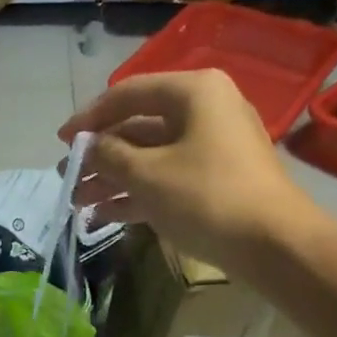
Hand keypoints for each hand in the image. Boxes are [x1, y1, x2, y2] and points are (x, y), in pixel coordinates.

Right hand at [59, 69, 321, 272]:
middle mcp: (204, 111)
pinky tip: (104, 215)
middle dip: (99, 156)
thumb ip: (108, 155)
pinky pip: (166, 178)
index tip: (61, 142)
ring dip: (112, 179)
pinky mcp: (215, 179)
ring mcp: (212, 146)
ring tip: (79, 204)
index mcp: (192, 93)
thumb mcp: (147, 174)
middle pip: (137, 127)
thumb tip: (87, 149)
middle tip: (68, 179)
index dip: (89, 118)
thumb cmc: (206, 196)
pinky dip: (136, 194)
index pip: (127, 94)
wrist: (274, 244)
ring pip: (149, 156)